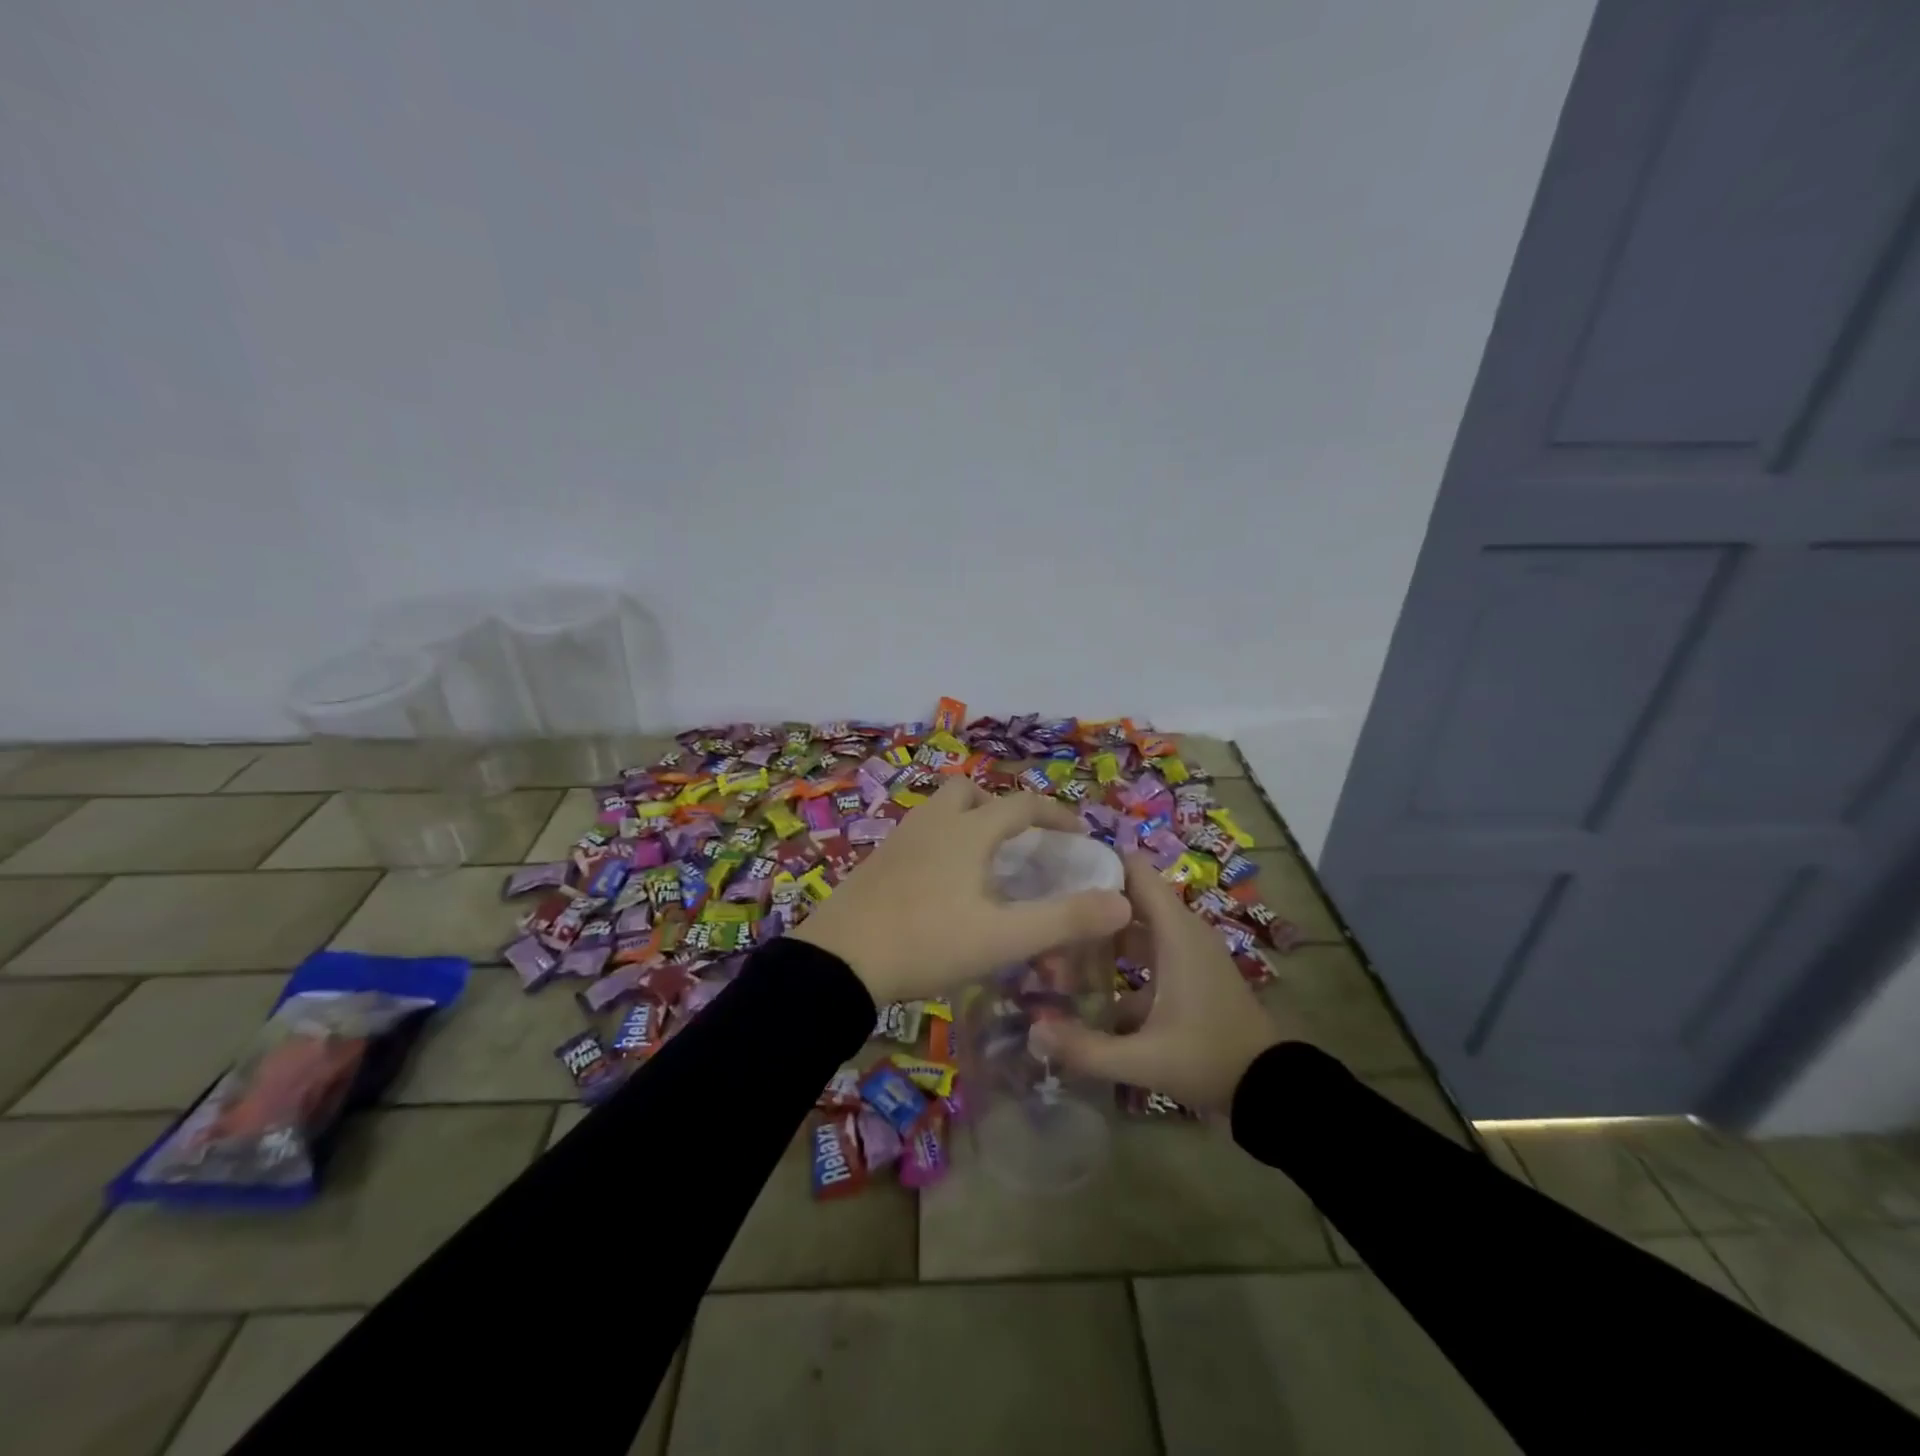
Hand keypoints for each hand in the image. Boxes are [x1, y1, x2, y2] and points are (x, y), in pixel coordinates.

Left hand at [792, 777, 1131, 1004]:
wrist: (838, 962)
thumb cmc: (927, 943)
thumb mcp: (1003, 938)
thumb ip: (1065, 920)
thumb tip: (1123, 902)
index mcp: (967, 832)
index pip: (1022, 804)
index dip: (1056, 813)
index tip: (1077, 834)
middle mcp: (932, 823)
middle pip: (970, 792)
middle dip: (1000, 809)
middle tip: (1019, 845)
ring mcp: (899, 840)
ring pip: (940, 812)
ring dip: (967, 824)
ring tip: (984, 865)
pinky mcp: (876, 862)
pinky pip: (918, 836)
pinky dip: (940, 845)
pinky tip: (942, 886)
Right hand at [1028, 850, 1302, 1107]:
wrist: (1270, 1090)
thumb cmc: (1208, 1059)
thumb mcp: (1144, 1060)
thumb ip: (1086, 1049)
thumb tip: (1033, 1032)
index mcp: (1175, 932)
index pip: (1134, 870)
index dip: (1096, 862)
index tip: (1054, 870)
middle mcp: (1182, 931)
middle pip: (1129, 896)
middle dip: (1090, 900)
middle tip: (1046, 910)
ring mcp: (1188, 951)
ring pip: (1137, 925)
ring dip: (1103, 932)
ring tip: (1058, 943)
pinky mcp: (1191, 972)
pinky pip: (1149, 949)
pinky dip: (1121, 957)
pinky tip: (1089, 982)